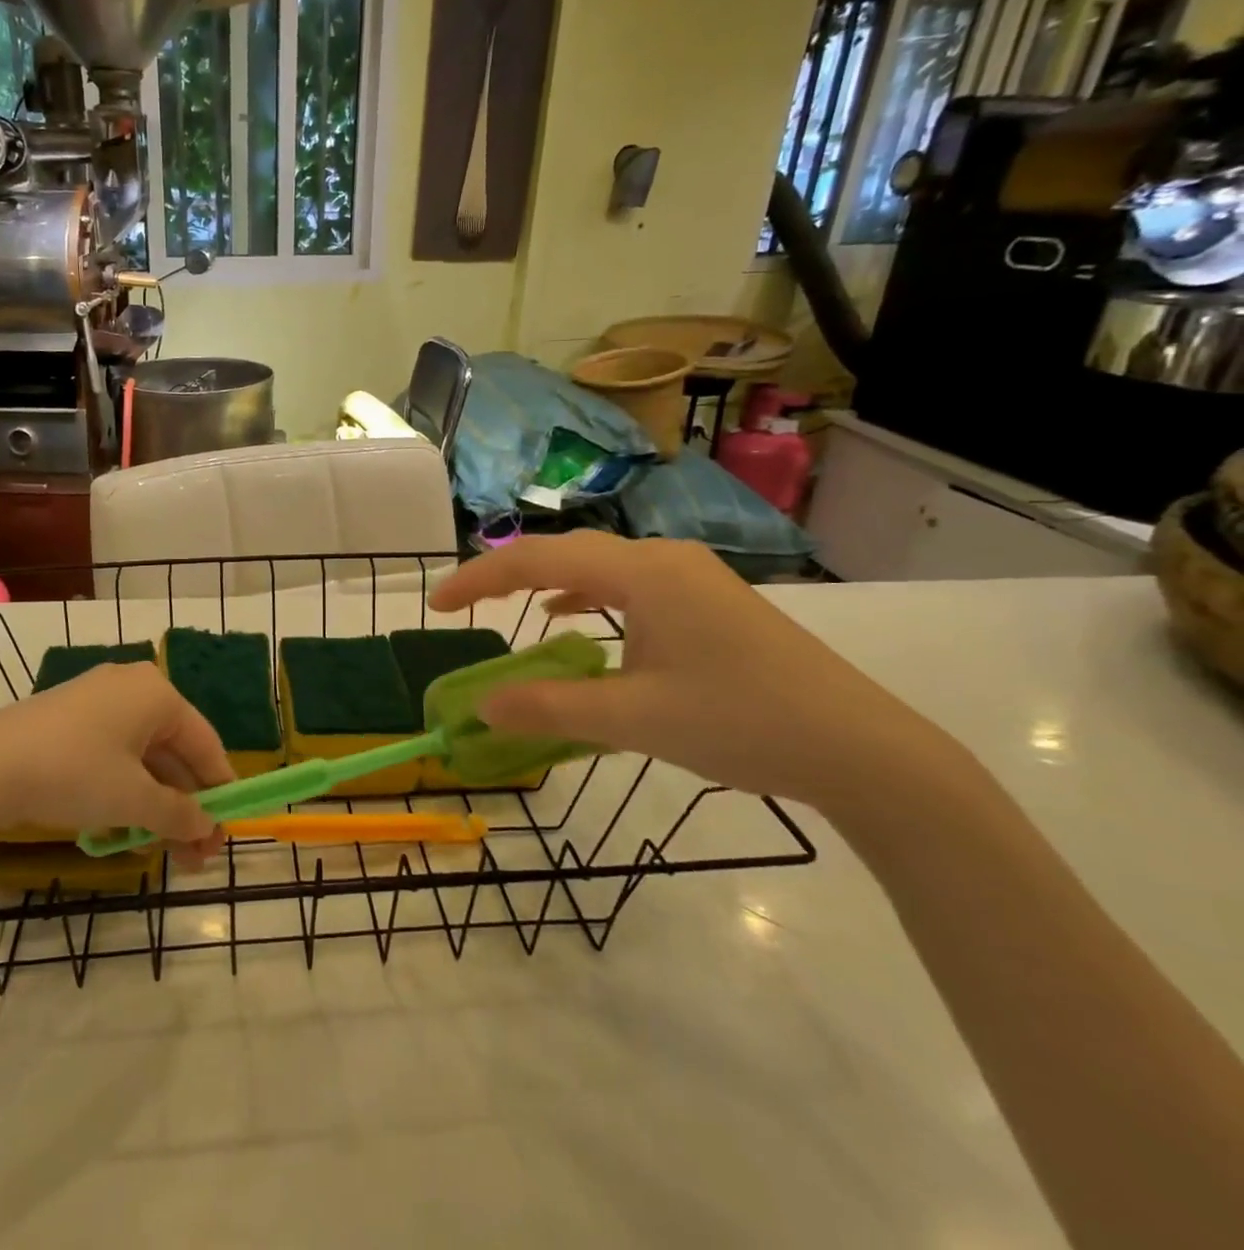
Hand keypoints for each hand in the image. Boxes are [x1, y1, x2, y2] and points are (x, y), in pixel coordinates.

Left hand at [0, 663, 235, 868]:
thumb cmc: (74, 773)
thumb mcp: (133, 800)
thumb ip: (178, 814)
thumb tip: (209, 827)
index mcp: (157, 694)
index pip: (205, 743)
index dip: (220, 789)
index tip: (228, 830)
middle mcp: (132, 688)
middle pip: (174, 752)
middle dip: (186, 806)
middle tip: (196, 854)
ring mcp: (98, 701)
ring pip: (143, 757)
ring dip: (157, 806)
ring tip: (163, 853)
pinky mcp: (69, 719)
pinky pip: (114, 755)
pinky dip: (126, 791)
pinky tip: (126, 832)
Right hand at [429, 534, 963, 815]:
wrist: (864, 750)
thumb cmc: (743, 723)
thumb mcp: (635, 719)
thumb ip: (549, 708)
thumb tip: (481, 707)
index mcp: (642, 572)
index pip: (538, 559)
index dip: (479, 579)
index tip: (437, 606)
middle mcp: (663, 560)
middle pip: (565, 553)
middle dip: (506, 575)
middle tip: (461, 606)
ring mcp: (690, 578)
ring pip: (597, 567)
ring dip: (546, 583)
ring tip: (505, 607)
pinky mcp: (707, 603)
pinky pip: (627, 586)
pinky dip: (586, 598)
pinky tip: (571, 619)